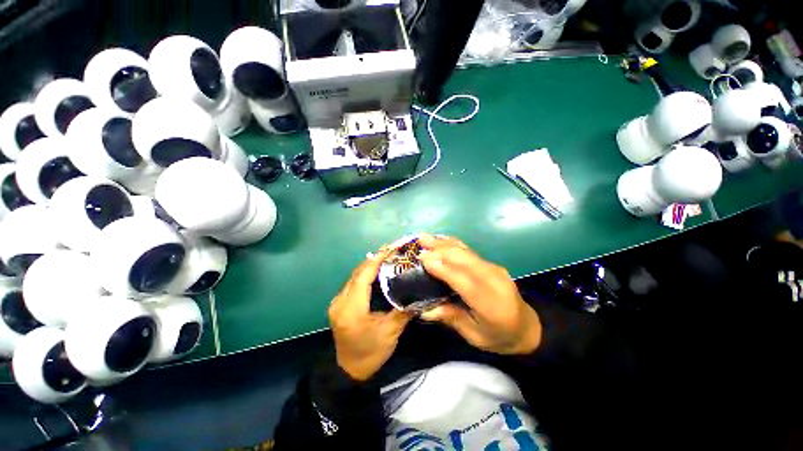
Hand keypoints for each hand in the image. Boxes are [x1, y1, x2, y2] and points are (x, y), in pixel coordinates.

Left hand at [329, 247, 412, 380]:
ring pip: (354, 276)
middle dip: (374, 259)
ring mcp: (337, 302)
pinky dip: (365, 274)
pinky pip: (353, 283)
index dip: (377, 260)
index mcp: (351, 308)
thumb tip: (419, 294)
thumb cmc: (370, 353)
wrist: (348, 372)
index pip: (363, 276)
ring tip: (386, 256)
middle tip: (392, 250)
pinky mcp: (339, 304)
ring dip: (369, 265)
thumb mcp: (390, 333)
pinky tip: (377, 271)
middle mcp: (340, 301)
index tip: (391, 249)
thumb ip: (404, 310)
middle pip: (358, 273)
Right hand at [417, 234, 541, 354]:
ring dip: (444, 244)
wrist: (526, 326)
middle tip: (419, 246)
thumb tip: (424, 310)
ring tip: (425, 238)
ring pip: (466, 252)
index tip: (423, 259)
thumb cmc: (498, 335)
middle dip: (440, 251)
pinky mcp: (491, 264)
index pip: (465, 282)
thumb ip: (451, 318)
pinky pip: (469, 251)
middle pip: (465, 261)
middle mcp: (494, 281)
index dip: (443, 269)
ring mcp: (494, 269)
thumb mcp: (474, 336)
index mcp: (491, 304)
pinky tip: (441, 239)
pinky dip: (453, 244)